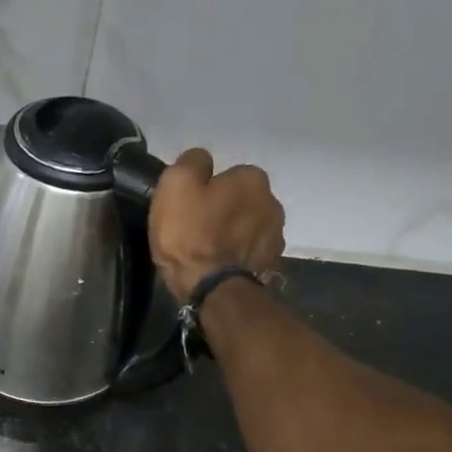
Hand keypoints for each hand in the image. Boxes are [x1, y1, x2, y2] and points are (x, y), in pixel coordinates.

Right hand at [149, 147, 285, 301]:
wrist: (214, 291)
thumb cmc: (191, 235)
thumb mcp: (175, 186)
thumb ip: (190, 163)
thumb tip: (200, 160)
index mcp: (252, 178)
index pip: (228, 176)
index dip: (206, 192)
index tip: (190, 211)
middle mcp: (273, 201)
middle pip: (241, 202)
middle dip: (224, 213)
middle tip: (197, 233)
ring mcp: (276, 236)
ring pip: (248, 228)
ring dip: (233, 236)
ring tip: (209, 254)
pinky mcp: (272, 265)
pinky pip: (251, 254)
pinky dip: (239, 258)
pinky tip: (221, 269)